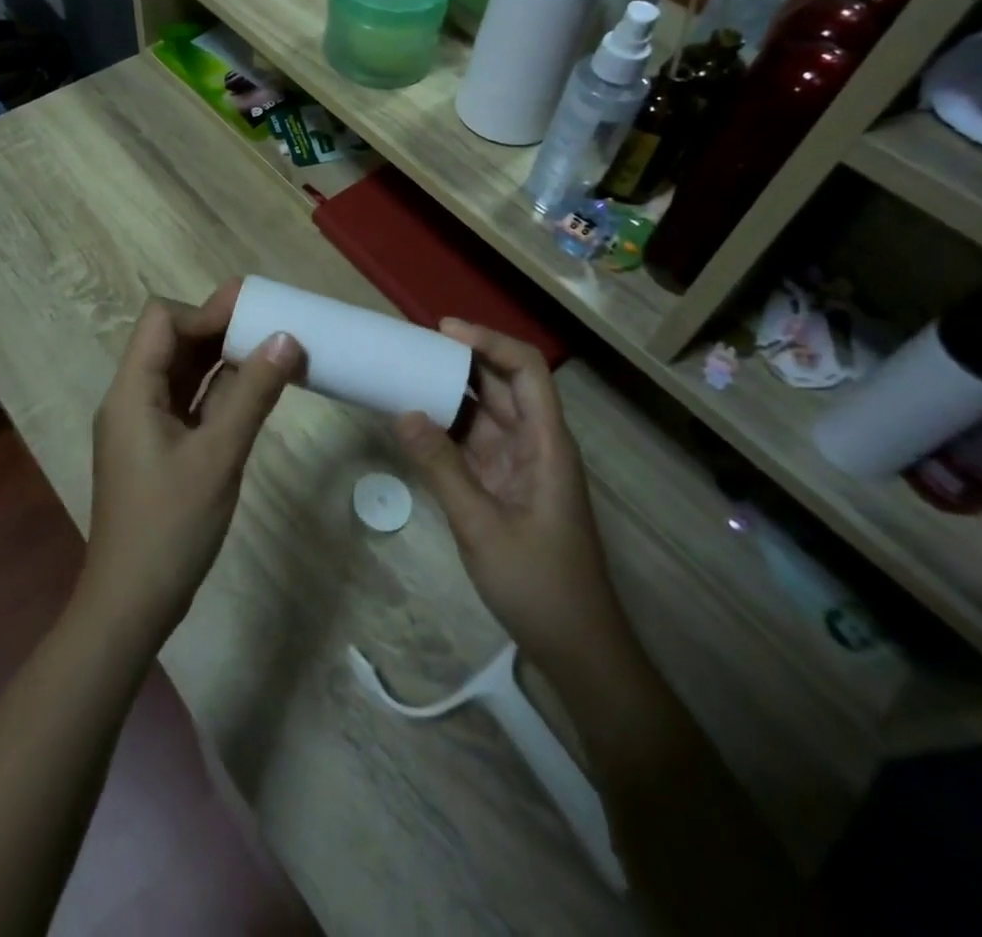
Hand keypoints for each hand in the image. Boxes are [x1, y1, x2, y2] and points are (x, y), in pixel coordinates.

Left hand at [82, 280, 302, 641]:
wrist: (131, 603)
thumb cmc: (170, 526)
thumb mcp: (218, 456)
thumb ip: (252, 394)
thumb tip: (286, 338)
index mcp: (132, 391)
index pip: (162, 320)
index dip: (206, 311)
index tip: (254, 314)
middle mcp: (132, 398)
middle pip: (172, 342)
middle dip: (219, 328)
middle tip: (273, 322)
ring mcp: (143, 425)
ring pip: (182, 372)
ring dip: (222, 359)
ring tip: (271, 349)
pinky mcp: (157, 448)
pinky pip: (188, 403)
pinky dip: (218, 391)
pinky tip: (254, 391)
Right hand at [394, 321, 617, 661]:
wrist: (578, 650)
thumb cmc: (540, 585)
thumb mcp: (482, 526)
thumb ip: (442, 468)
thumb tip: (403, 413)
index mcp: (546, 443)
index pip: (526, 370)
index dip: (489, 342)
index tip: (444, 331)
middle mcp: (535, 444)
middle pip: (504, 385)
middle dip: (462, 360)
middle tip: (412, 346)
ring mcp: (520, 466)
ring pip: (486, 413)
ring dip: (451, 393)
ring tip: (407, 373)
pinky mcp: (505, 488)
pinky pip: (474, 444)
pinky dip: (446, 429)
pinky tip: (415, 422)